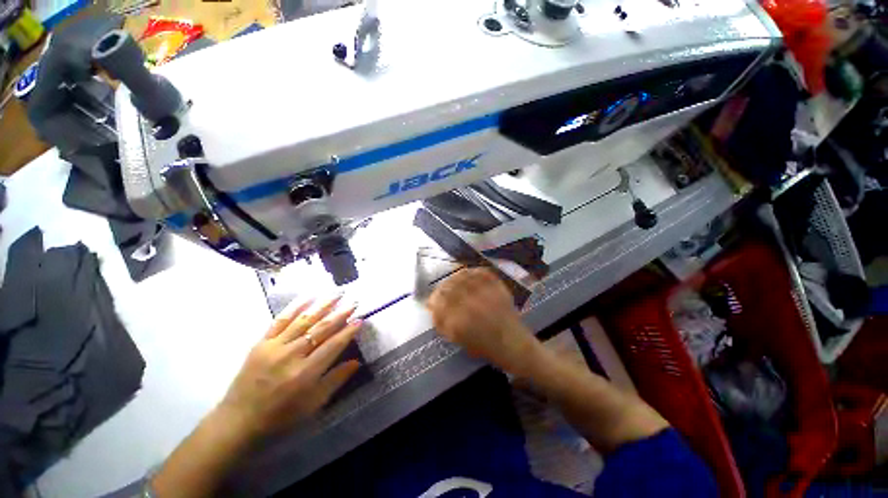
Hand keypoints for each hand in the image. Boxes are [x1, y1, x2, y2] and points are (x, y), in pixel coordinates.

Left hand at [215, 295, 362, 440]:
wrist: (238, 421)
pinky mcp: (261, 343)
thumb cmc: (280, 416)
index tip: (360, 319)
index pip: (333, 345)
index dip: (348, 331)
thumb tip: (357, 362)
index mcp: (305, 373)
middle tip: (354, 302)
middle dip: (340, 314)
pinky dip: (295, 306)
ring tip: (337, 293)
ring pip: (304, 320)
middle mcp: (291, 355)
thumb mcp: (313, 405)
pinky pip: (280, 320)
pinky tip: (308, 296)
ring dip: (323, 305)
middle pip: (321, 329)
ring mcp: (274, 347)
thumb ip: (335, 381)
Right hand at [427, 268, 538, 372]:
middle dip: (441, 288)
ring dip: (453, 278)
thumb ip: (442, 322)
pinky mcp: (496, 286)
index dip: (433, 299)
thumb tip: (432, 307)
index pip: (438, 301)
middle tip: (441, 291)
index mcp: (458, 320)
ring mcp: (485, 292)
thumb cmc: (484, 346)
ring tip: (452, 282)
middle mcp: (470, 303)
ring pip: (462, 276)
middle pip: (448, 286)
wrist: (513, 343)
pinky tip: (466, 275)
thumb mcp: (457, 338)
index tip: (432, 301)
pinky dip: (471, 271)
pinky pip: (480, 272)